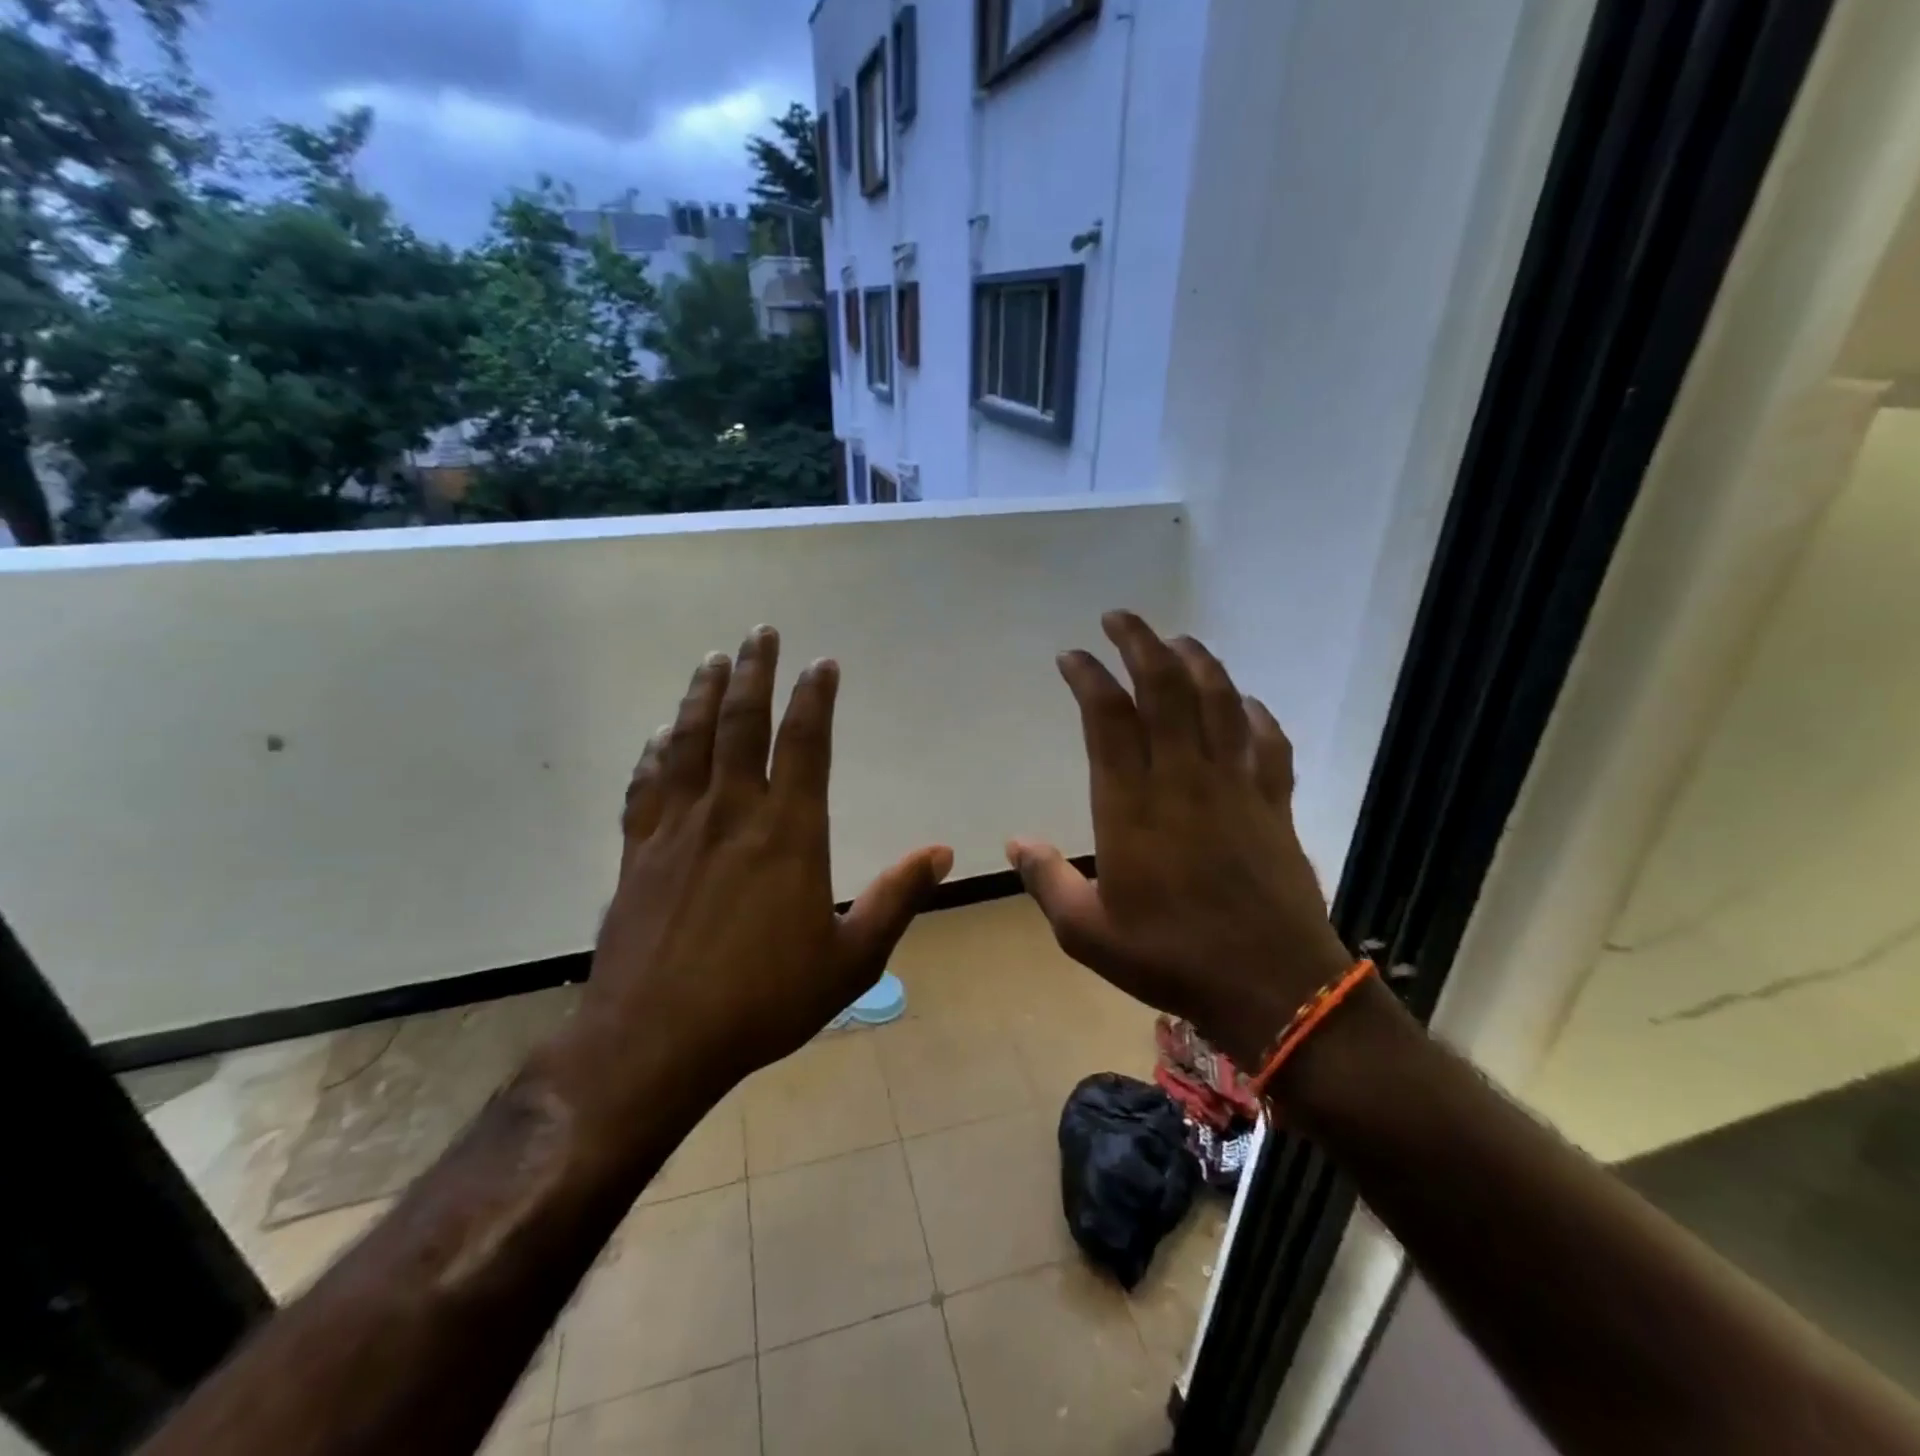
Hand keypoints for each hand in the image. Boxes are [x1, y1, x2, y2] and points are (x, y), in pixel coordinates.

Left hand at [571, 626, 952, 1116]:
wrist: (655, 1043)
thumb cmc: (764, 1002)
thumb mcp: (851, 960)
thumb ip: (897, 899)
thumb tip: (942, 853)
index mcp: (788, 833)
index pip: (805, 743)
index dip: (815, 697)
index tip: (822, 664)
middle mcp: (731, 813)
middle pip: (741, 723)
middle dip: (754, 672)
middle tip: (761, 633)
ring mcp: (677, 829)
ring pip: (689, 741)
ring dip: (703, 694)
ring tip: (713, 660)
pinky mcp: (638, 852)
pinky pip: (647, 785)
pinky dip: (656, 751)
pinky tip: (661, 734)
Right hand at [1007, 610, 1354, 1071]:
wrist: (1272, 988)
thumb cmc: (1171, 958)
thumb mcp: (1087, 932)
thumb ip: (1048, 881)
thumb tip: (1015, 842)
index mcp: (1131, 805)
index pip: (1108, 718)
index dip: (1088, 677)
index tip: (1072, 656)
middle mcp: (1183, 779)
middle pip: (1164, 689)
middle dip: (1140, 643)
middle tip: (1120, 618)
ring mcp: (1235, 786)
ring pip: (1218, 702)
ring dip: (1196, 662)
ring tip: (1176, 640)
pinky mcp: (1274, 803)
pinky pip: (1268, 742)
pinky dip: (1255, 713)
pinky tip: (1246, 702)